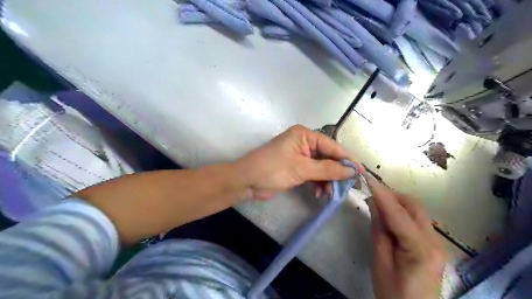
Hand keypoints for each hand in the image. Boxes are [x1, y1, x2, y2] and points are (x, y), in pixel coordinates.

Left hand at [235, 125, 363, 198]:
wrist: (247, 181)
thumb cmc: (273, 169)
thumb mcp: (302, 168)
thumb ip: (328, 169)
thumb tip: (352, 171)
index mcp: (305, 135)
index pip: (332, 146)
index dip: (348, 159)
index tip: (361, 172)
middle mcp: (304, 143)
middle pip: (328, 157)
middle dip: (336, 172)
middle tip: (348, 187)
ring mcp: (299, 156)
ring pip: (321, 167)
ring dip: (327, 180)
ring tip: (331, 194)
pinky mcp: (295, 168)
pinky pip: (313, 174)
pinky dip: (318, 183)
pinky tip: (320, 193)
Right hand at [369, 176, 444, 298]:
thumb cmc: (394, 294)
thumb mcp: (380, 263)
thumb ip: (379, 232)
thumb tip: (374, 205)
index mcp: (420, 250)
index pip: (398, 214)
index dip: (382, 194)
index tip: (369, 178)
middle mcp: (435, 242)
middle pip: (414, 207)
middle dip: (393, 196)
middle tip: (372, 194)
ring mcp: (437, 244)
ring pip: (417, 212)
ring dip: (397, 204)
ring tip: (377, 206)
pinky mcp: (434, 246)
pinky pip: (417, 222)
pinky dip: (402, 214)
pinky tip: (389, 219)